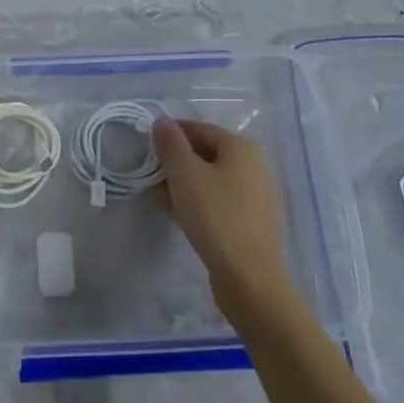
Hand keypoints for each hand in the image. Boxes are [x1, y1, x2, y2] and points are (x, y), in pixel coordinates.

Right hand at [154, 118, 295, 317]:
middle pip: (207, 153)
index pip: (200, 128)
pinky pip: (219, 202)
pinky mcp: (251, 224)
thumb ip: (170, 143)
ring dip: (184, 184)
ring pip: (211, 180)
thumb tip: (163, 122)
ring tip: (159, 198)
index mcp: (242, 148)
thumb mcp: (184, 174)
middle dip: (176, 162)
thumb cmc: (215, 216)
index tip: (148, 147)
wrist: (250, 280)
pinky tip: (178, 215)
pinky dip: (198, 202)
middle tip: (151, 175)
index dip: (171, 134)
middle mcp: (254, 167)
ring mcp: (255, 197)